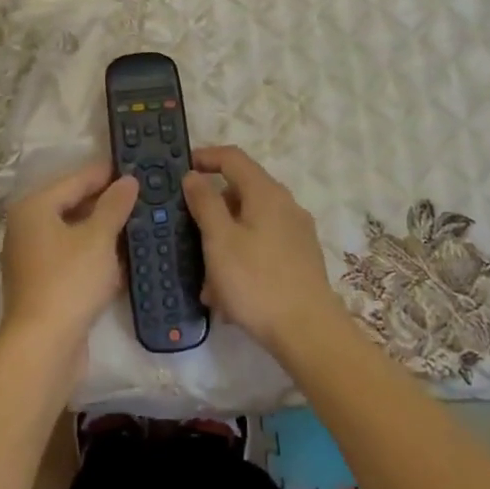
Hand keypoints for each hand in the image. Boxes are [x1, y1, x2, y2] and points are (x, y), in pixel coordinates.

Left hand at [0, 161, 137, 356]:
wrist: (44, 346)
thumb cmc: (70, 281)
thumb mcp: (98, 238)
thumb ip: (114, 206)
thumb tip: (127, 181)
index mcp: (34, 208)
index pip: (75, 180)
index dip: (106, 173)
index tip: (136, 166)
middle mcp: (28, 228)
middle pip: (73, 206)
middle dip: (108, 203)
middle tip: (143, 195)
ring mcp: (34, 258)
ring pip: (76, 235)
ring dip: (105, 231)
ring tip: (141, 222)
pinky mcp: (44, 284)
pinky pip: (75, 259)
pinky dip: (97, 256)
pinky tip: (125, 258)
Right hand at [182, 147, 346, 351]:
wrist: (308, 332)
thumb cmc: (256, 281)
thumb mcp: (219, 240)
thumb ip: (204, 202)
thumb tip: (193, 175)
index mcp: (266, 193)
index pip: (233, 157)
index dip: (205, 157)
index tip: (181, 170)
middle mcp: (285, 205)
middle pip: (240, 193)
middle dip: (211, 213)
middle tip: (188, 236)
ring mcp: (296, 233)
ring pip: (249, 226)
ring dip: (223, 244)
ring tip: (206, 282)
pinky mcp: (300, 258)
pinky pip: (261, 247)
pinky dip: (240, 260)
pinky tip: (227, 295)